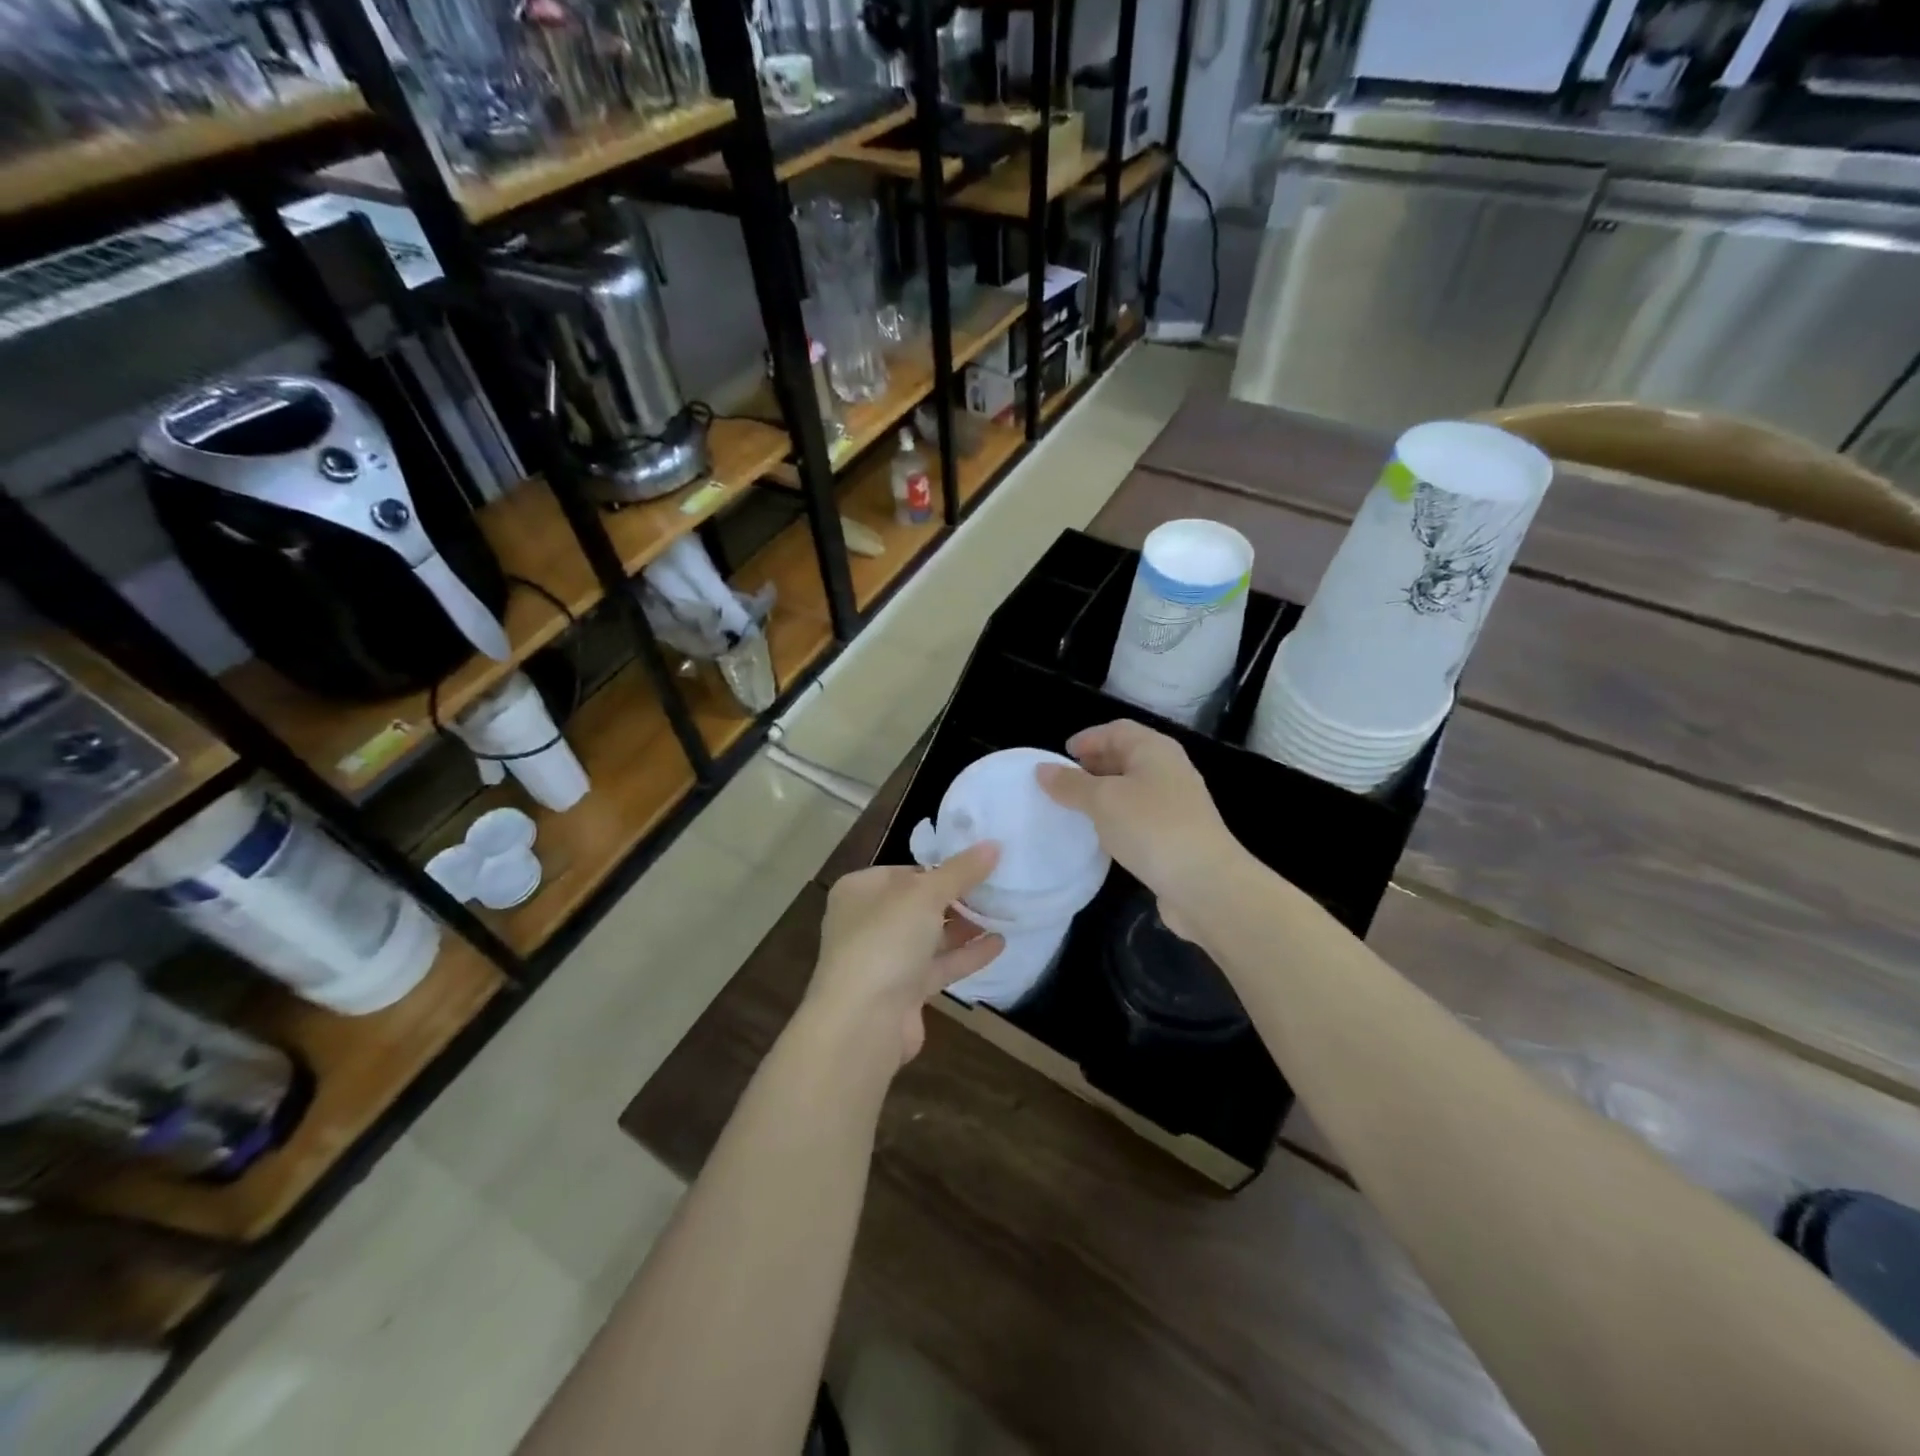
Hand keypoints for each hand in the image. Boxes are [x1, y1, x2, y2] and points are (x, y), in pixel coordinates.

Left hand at [804, 844, 1004, 1067]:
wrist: (862, 1022)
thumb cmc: (885, 940)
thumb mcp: (925, 894)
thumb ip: (961, 871)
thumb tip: (994, 845)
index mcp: (860, 890)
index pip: (906, 871)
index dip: (942, 868)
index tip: (980, 865)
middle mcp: (868, 922)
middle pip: (919, 904)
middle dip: (957, 898)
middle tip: (998, 887)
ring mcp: (885, 959)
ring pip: (930, 936)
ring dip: (965, 926)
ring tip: (1004, 912)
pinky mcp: (904, 992)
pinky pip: (939, 966)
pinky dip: (966, 955)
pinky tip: (999, 944)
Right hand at [1036, 721, 1242, 936]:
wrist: (1205, 884)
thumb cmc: (1151, 828)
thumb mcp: (1102, 800)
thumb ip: (1070, 784)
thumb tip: (1042, 770)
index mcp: (1155, 750)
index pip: (1117, 730)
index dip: (1088, 738)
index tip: (1061, 755)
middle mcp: (1169, 770)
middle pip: (1127, 756)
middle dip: (1095, 765)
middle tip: (1064, 782)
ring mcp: (1176, 804)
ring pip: (1133, 788)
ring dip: (1105, 794)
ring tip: (1075, 809)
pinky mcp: (1177, 835)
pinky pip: (1140, 816)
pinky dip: (1118, 818)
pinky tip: (1102, 835)